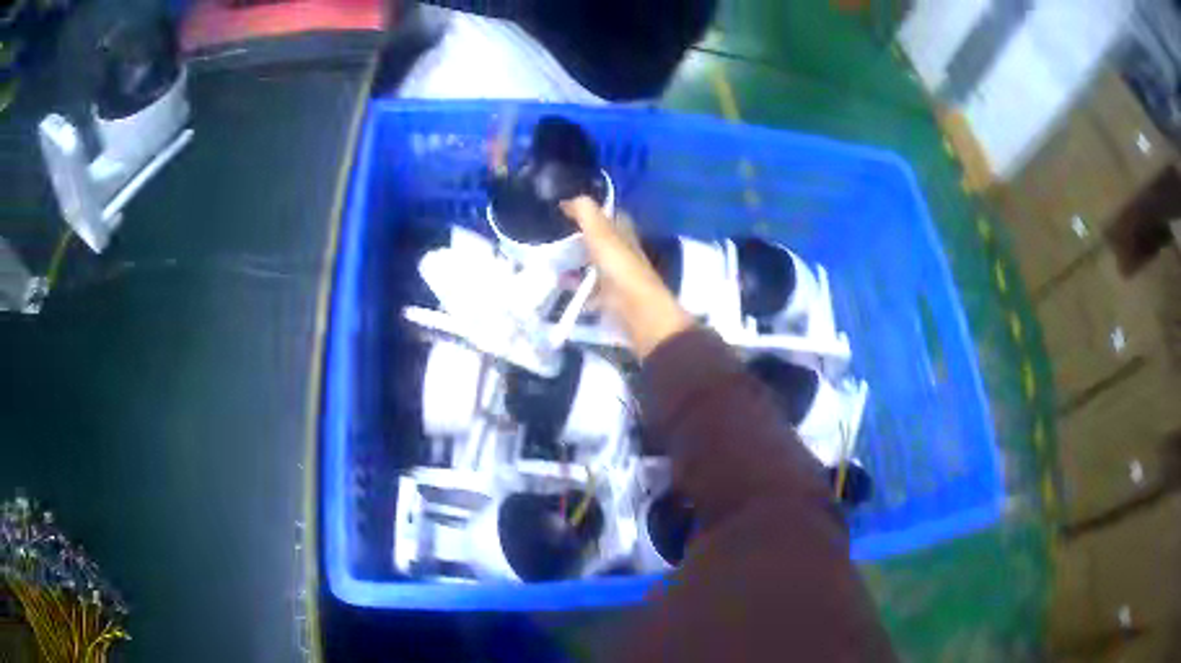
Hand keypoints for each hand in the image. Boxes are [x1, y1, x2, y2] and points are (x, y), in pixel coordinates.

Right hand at [561, 196, 693, 358]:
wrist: (638, 312)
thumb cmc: (620, 269)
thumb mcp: (601, 233)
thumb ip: (585, 213)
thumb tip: (569, 200)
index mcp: (623, 234)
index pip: (610, 215)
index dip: (592, 210)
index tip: (566, 209)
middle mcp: (622, 253)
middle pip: (600, 241)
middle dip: (579, 237)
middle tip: (552, 236)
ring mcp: (617, 278)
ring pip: (593, 265)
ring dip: (575, 262)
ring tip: (549, 261)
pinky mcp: (611, 300)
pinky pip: (589, 291)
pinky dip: (575, 287)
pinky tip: (559, 287)